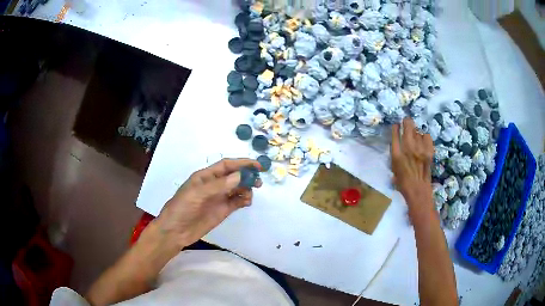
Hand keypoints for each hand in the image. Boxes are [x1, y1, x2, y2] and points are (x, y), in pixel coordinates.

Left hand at [154, 158, 262, 248]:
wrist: (175, 231)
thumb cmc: (182, 208)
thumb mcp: (197, 194)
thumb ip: (219, 185)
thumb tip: (240, 176)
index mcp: (206, 176)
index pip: (227, 165)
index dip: (242, 163)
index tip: (257, 166)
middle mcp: (214, 185)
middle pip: (235, 176)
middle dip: (247, 176)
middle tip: (258, 181)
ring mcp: (219, 198)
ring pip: (238, 189)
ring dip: (246, 189)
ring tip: (250, 195)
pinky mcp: (223, 210)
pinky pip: (237, 202)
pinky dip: (244, 200)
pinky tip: (247, 202)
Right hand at [391, 118, 434, 215]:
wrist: (418, 189)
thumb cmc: (403, 182)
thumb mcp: (394, 168)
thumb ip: (395, 154)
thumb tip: (397, 143)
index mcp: (397, 154)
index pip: (395, 133)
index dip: (396, 127)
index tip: (397, 125)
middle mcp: (408, 148)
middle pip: (408, 124)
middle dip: (407, 121)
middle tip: (406, 123)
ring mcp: (420, 148)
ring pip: (418, 130)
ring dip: (416, 132)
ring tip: (416, 138)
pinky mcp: (429, 151)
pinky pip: (427, 136)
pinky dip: (424, 137)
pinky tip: (423, 142)